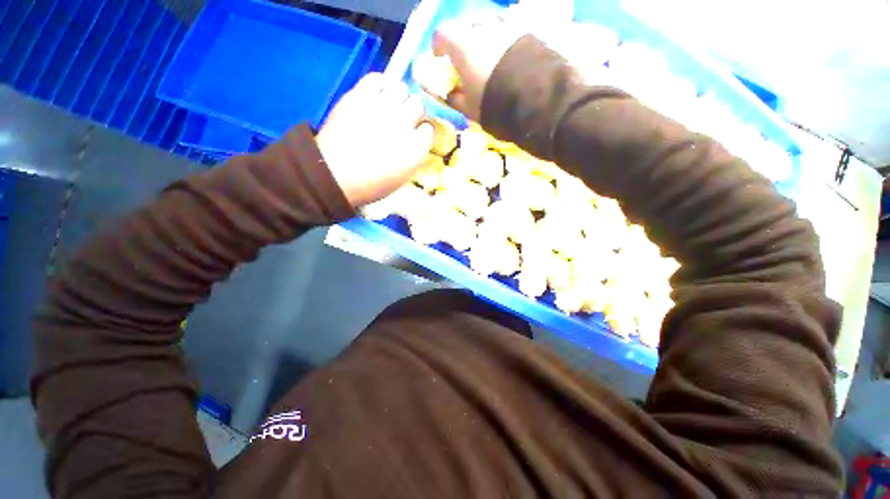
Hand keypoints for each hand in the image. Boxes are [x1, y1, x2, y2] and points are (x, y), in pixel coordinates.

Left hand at [317, 73, 433, 206]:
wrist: (336, 174)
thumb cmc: (372, 183)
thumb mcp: (404, 176)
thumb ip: (415, 154)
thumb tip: (417, 137)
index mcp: (416, 149)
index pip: (429, 128)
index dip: (422, 131)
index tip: (415, 135)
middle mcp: (404, 124)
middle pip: (418, 104)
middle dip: (412, 112)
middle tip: (401, 120)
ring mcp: (382, 106)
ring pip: (402, 88)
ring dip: (399, 97)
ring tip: (389, 106)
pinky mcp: (360, 95)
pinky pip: (378, 78)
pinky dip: (381, 84)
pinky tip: (377, 94)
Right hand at [431, 18, 525, 120]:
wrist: (532, 99)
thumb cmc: (493, 104)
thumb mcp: (469, 108)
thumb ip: (455, 98)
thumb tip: (449, 94)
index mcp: (462, 45)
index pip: (442, 34)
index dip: (438, 46)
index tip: (440, 58)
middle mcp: (481, 28)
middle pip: (466, 28)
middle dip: (463, 43)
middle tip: (468, 62)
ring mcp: (505, 26)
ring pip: (488, 27)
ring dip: (484, 41)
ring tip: (491, 61)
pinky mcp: (524, 30)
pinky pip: (507, 32)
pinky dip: (503, 43)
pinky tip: (508, 60)